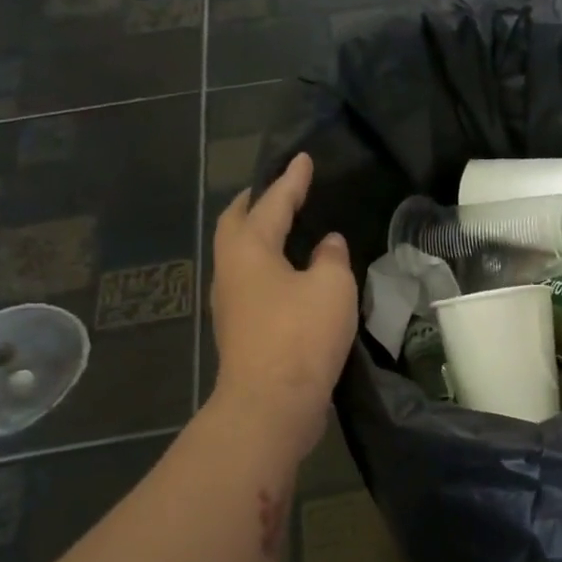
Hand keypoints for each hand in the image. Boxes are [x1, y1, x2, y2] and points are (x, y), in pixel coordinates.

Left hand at [211, 153, 356, 450]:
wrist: (272, 402)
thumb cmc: (301, 335)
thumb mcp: (331, 287)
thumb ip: (331, 258)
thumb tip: (327, 244)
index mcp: (248, 249)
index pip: (272, 203)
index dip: (291, 180)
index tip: (303, 159)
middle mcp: (231, 270)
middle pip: (237, 224)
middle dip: (258, 203)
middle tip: (281, 190)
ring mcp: (231, 303)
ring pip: (242, 255)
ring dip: (260, 236)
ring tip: (286, 228)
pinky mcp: (241, 331)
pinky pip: (253, 283)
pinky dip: (270, 267)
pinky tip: (292, 275)